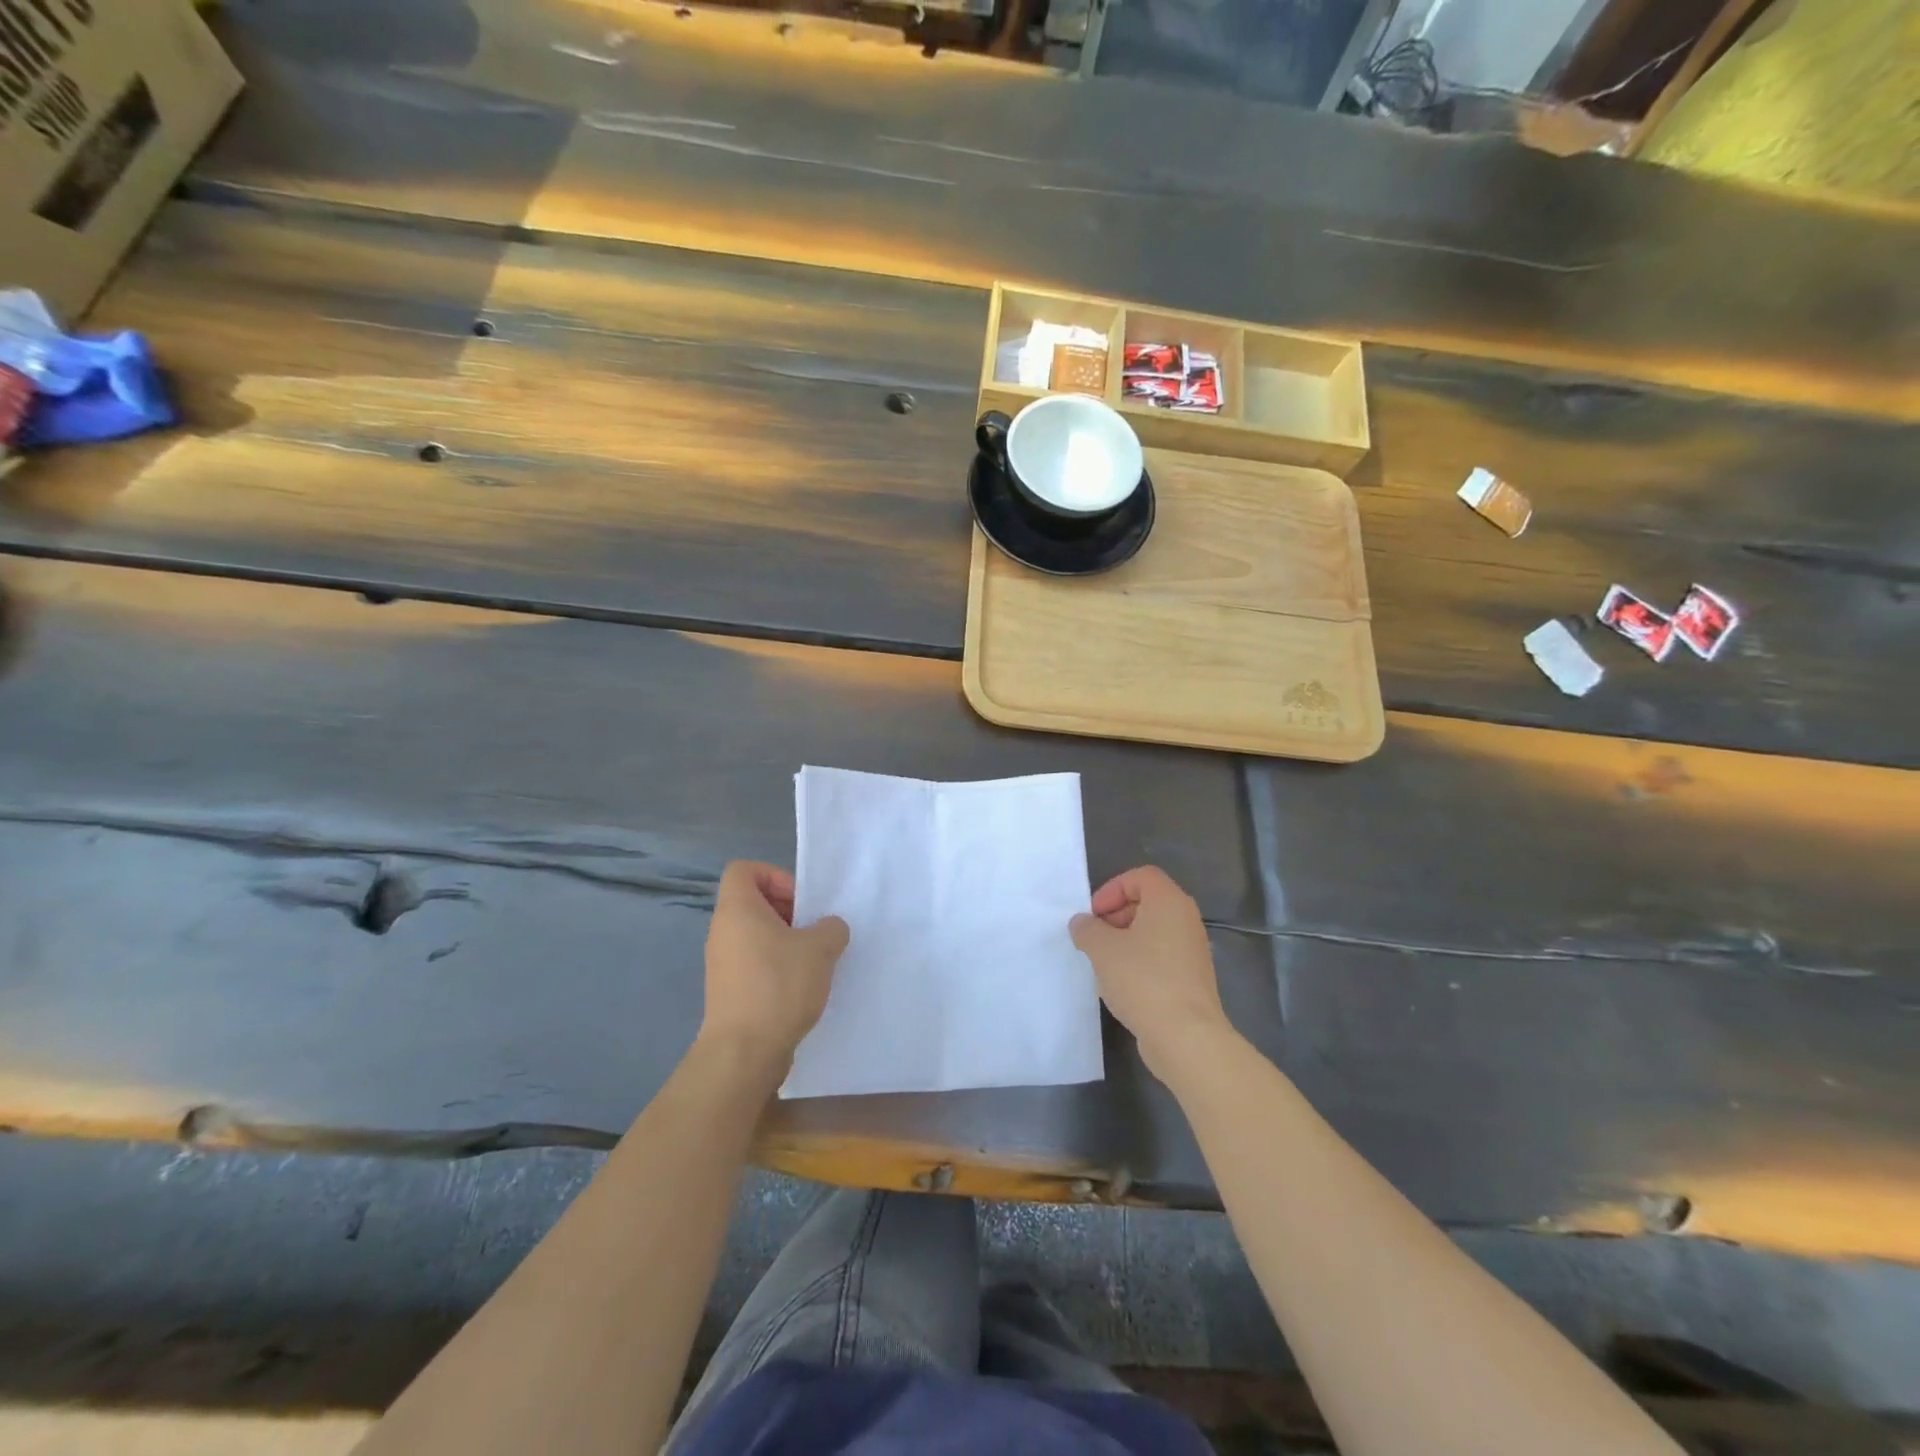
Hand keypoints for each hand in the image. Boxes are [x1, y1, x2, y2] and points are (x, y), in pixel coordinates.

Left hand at [700, 861, 848, 1067]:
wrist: (744, 1052)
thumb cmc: (779, 986)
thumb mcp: (820, 948)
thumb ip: (831, 928)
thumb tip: (828, 928)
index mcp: (737, 910)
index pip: (743, 870)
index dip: (774, 876)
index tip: (800, 901)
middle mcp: (722, 931)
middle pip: (752, 902)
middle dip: (787, 910)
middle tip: (813, 930)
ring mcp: (722, 963)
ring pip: (755, 935)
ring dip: (786, 941)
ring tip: (813, 960)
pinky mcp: (728, 991)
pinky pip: (753, 962)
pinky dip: (776, 966)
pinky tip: (801, 987)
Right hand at [1070, 866, 1229, 1078]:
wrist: (1185, 1036)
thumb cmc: (1143, 980)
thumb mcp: (1102, 949)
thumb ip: (1087, 929)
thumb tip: (1082, 923)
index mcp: (1169, 902)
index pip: (1140, 877)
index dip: (1112, 889)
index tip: (1094, 915)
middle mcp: (1186, 920)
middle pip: (1146, 902)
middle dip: (1115, 916)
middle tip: (1094, 938)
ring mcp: (1192, 951)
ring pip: (1152, 932)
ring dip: (1124, 942)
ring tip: (1103, 965)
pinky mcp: (1191, 979)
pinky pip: (1160, 957)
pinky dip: (1139, 963)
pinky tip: (1120, 987)